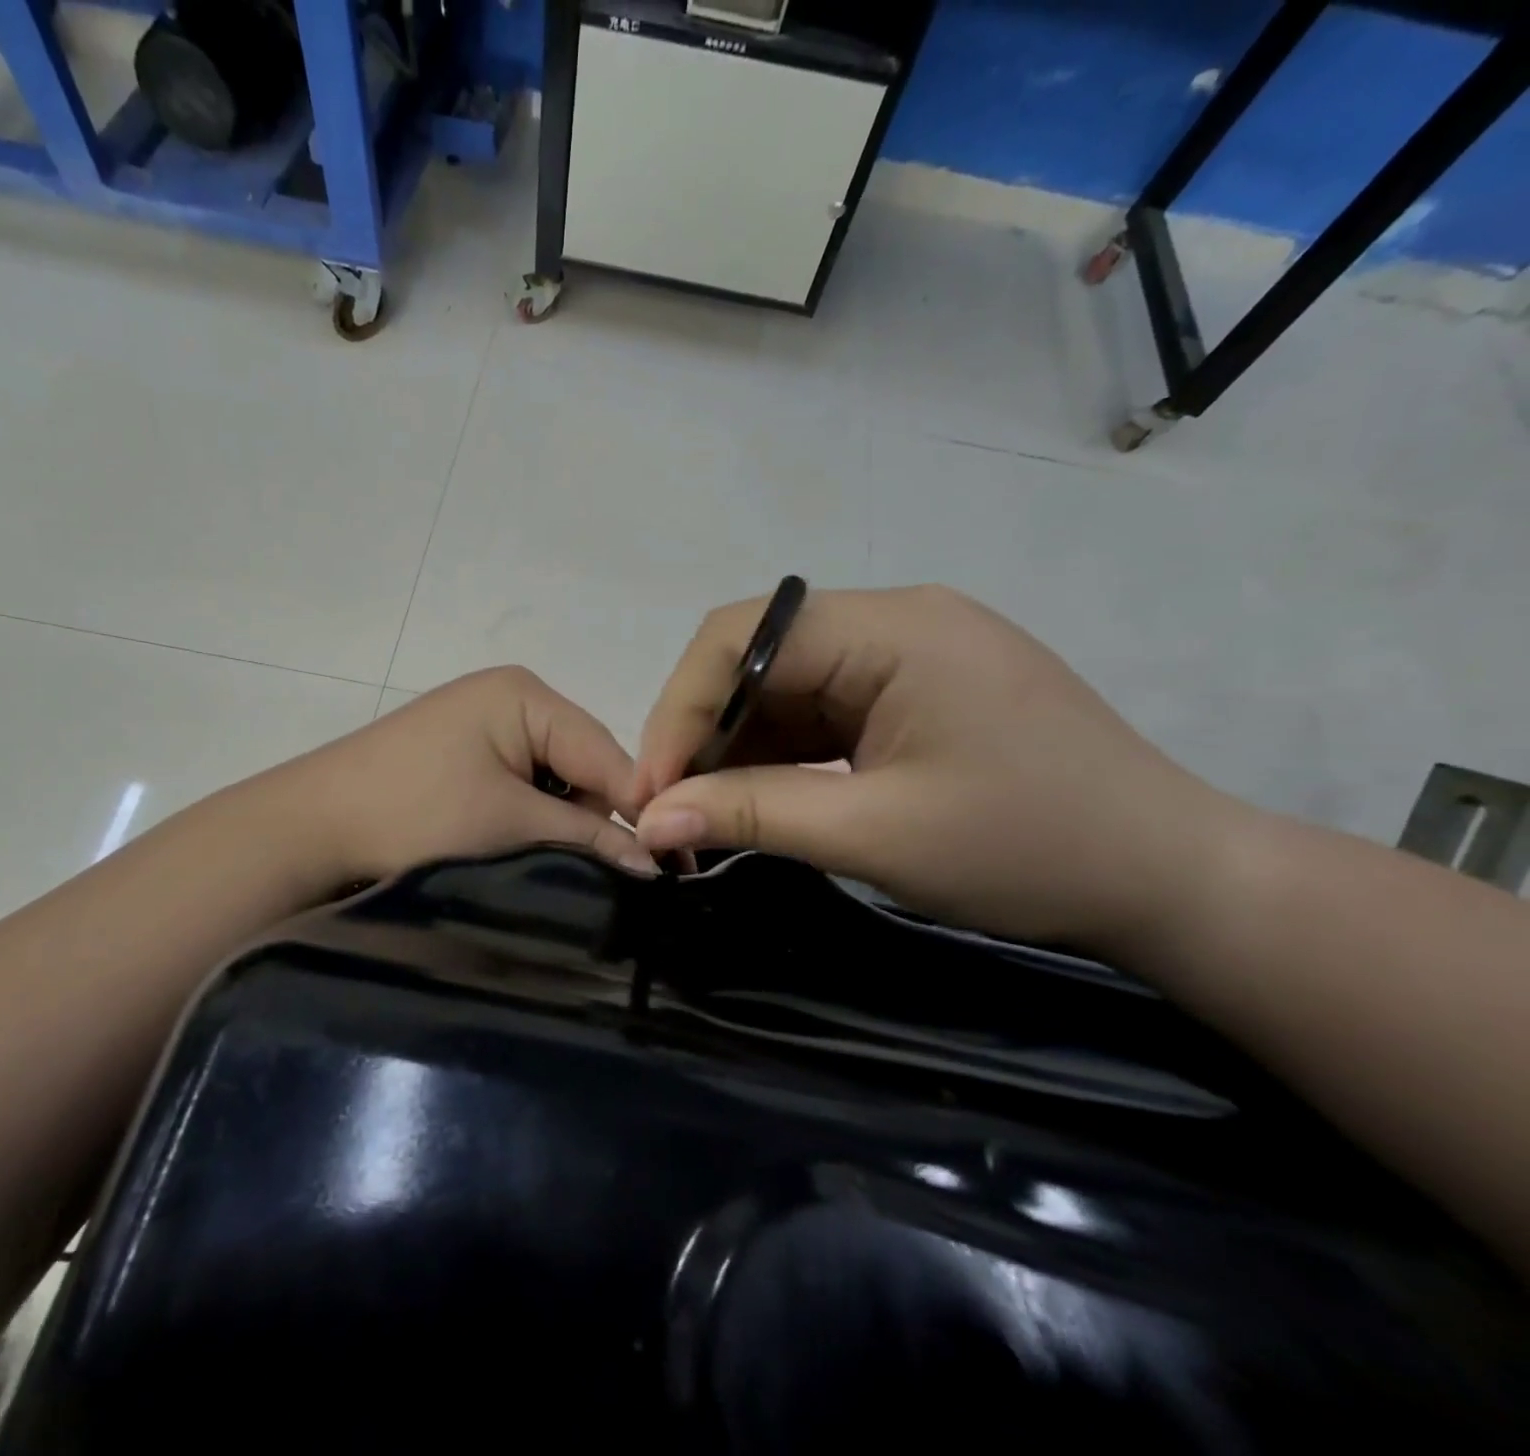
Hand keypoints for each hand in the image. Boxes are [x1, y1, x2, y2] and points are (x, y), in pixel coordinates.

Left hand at [292, 666, 657, 888]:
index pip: (607, 752)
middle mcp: (511, 699)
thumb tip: (656, 865)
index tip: (672, 866)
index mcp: (525, 694)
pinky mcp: (467, 759)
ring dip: (564, 826)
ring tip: (569, 873)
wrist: (308, 831)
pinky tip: (529, 854)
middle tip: (619, 880)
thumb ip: (587, 838)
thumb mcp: (509, 823)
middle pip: (584, 765)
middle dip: (598, 820)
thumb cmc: (412, 813)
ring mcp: (485, 728)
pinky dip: (533, 822)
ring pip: (555, 782)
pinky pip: (523, 788)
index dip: (639, 808)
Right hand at [630, 587, 1253, 951]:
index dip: (680, 710)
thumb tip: (650, 821)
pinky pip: (821, 709)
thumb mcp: (876, 835)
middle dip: (704, 732)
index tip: (653, 791)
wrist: (1171, 880)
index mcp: (893, 627)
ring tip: (710, 812)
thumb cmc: (1031, 850)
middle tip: (673, 809)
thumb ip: (753, 814)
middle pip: (757, 656)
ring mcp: (908, 654)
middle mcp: (894, 620)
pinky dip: (781, 753)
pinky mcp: (915, 690)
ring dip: (739, 746)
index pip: (742, 637)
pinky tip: (763, 796)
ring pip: (783, 685)